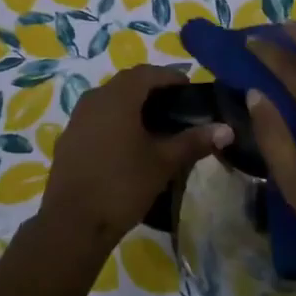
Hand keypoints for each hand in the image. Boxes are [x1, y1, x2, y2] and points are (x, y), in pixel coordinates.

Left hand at [41, 66, 230, 257]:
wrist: (72, 223)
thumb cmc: (122, 185)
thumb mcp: (163, 163)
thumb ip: (194, 141)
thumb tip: (227, 129)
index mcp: (118, 97)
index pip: (148, 73)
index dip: (171, 77)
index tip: (190, 89)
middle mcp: (95, 98)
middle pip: (127, 83)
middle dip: (152, 89)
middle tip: (176, 105)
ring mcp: (77, 118)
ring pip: (109, 99)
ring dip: (132, 104)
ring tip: (155, 124)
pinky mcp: (68, 139)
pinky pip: (96, 117)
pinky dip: (115, 120)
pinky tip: (127, 143)